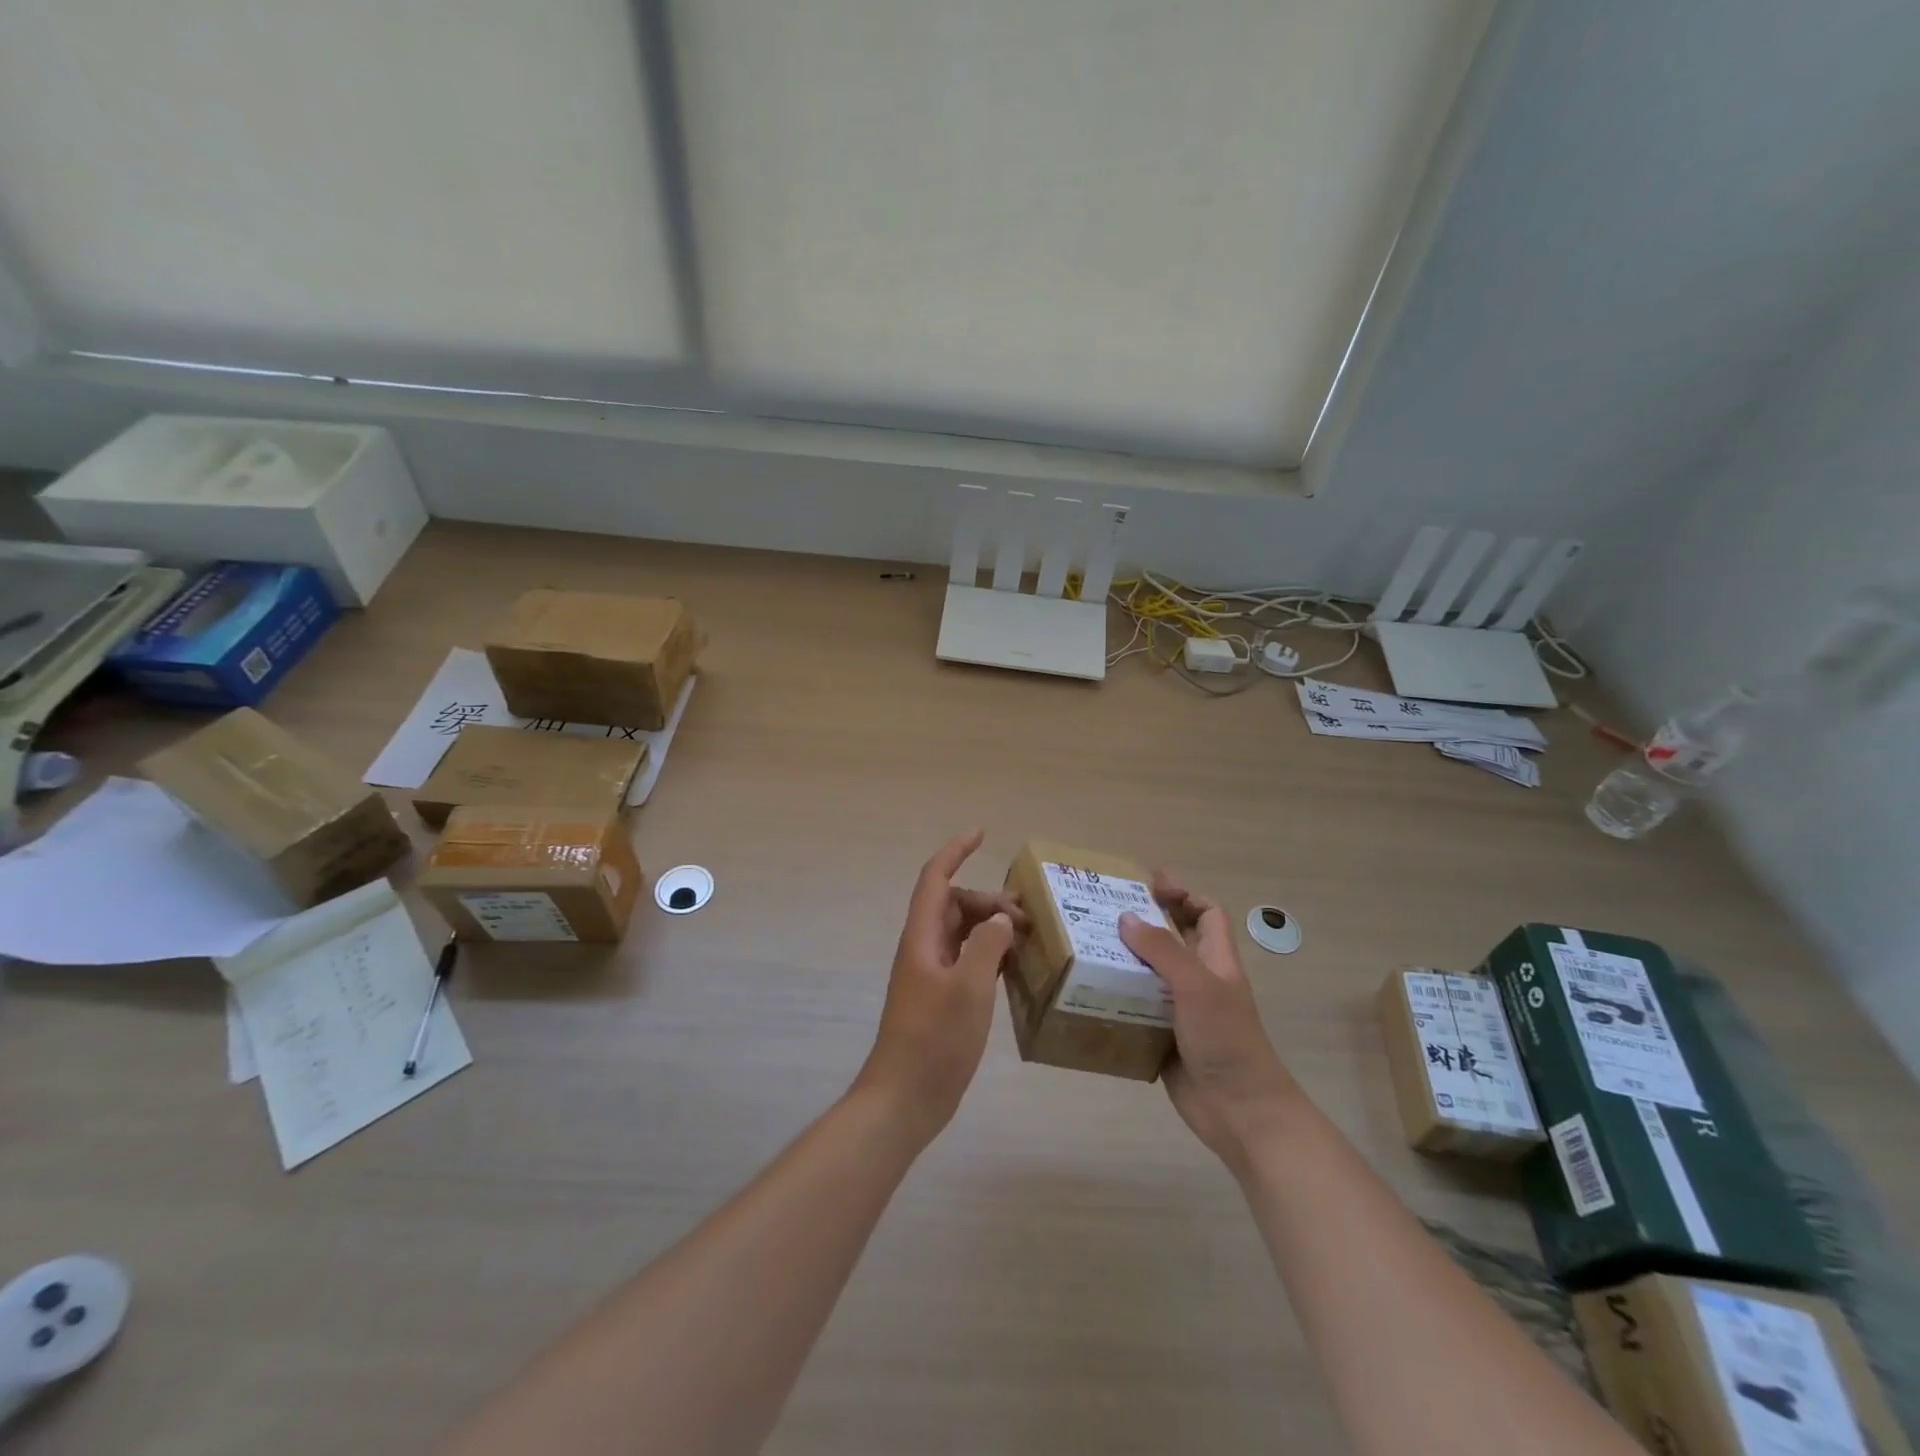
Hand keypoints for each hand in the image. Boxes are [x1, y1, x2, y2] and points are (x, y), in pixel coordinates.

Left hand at [852, 830, 1026, 1145]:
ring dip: (991, 927)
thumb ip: (987, 946)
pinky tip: (1015, 968)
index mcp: (922, 938)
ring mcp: (931, 976)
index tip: (980, 833)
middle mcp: (924, 949)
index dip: (955, 852)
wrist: (905, 1098)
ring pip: (962, 934)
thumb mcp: (968, 988)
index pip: (935, 879)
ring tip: (1028, 938)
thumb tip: (1001, 919)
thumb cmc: (934, 1040)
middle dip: (988, 900)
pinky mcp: (942, 999)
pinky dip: (990, 955)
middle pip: (954, 905)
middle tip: (1027, 917)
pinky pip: (968, 961)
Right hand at [1119, 873, 1301, 1174]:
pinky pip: (1137, 1009)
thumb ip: (1163, 949)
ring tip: (1086, 947)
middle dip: (1142, 925)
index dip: (1184, 896)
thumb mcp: (1196, 986)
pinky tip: (1089, 993)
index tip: (1149, 886)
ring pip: (1150, 975)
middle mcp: (1199, 981)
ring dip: (1123, 961)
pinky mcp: (1163, 1037)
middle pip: (1172, 941)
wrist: (1240, 1112)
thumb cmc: (1226, 1040)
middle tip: (1102, 912)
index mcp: (1216, 961)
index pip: (1207, 914)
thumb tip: (1126, 918)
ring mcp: (1181, 1011)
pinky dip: (1117, 999)